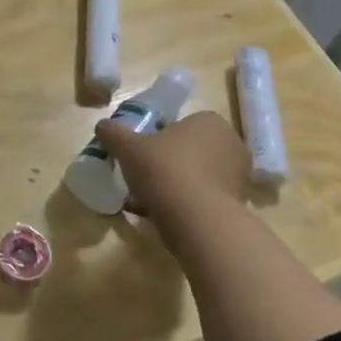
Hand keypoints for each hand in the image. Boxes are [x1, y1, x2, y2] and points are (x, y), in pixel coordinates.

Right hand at [96, 110, 249, 219]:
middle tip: (142, 176)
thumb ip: (114, 133)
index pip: (182, 124)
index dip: (159, 139)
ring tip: (145, 201)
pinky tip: (158, 216)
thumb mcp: (129, 147)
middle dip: (168, 164)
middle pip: (190, 151)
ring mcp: (237, 176)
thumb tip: (102, 126)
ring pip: (196, 177)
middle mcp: (230, 144)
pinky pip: (202, 199)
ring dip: (174, 186)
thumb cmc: (165, 170)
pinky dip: (183, 205)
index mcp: (209, 122)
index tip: (142, 154)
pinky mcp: (237, 205)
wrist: (196, 219)